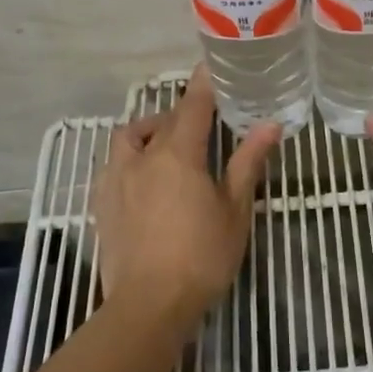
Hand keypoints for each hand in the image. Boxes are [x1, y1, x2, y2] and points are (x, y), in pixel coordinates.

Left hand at [95, 64, 279, 322]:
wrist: (148, 306)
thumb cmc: (201, 256)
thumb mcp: (235, 209)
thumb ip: (249, 162)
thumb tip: (271, 124)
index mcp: (178, 153)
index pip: (193, 104)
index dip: (205, 82)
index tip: (214, 65)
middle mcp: (142, 157)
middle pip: (160, 119)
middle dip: (181, 113)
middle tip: (203, 123)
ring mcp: (116, 179)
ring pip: (129, 138)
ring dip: (149, 132)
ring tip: (168, 147)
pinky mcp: (101, 203)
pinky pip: (114, 164)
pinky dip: (132, 158)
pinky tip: (144, 180)